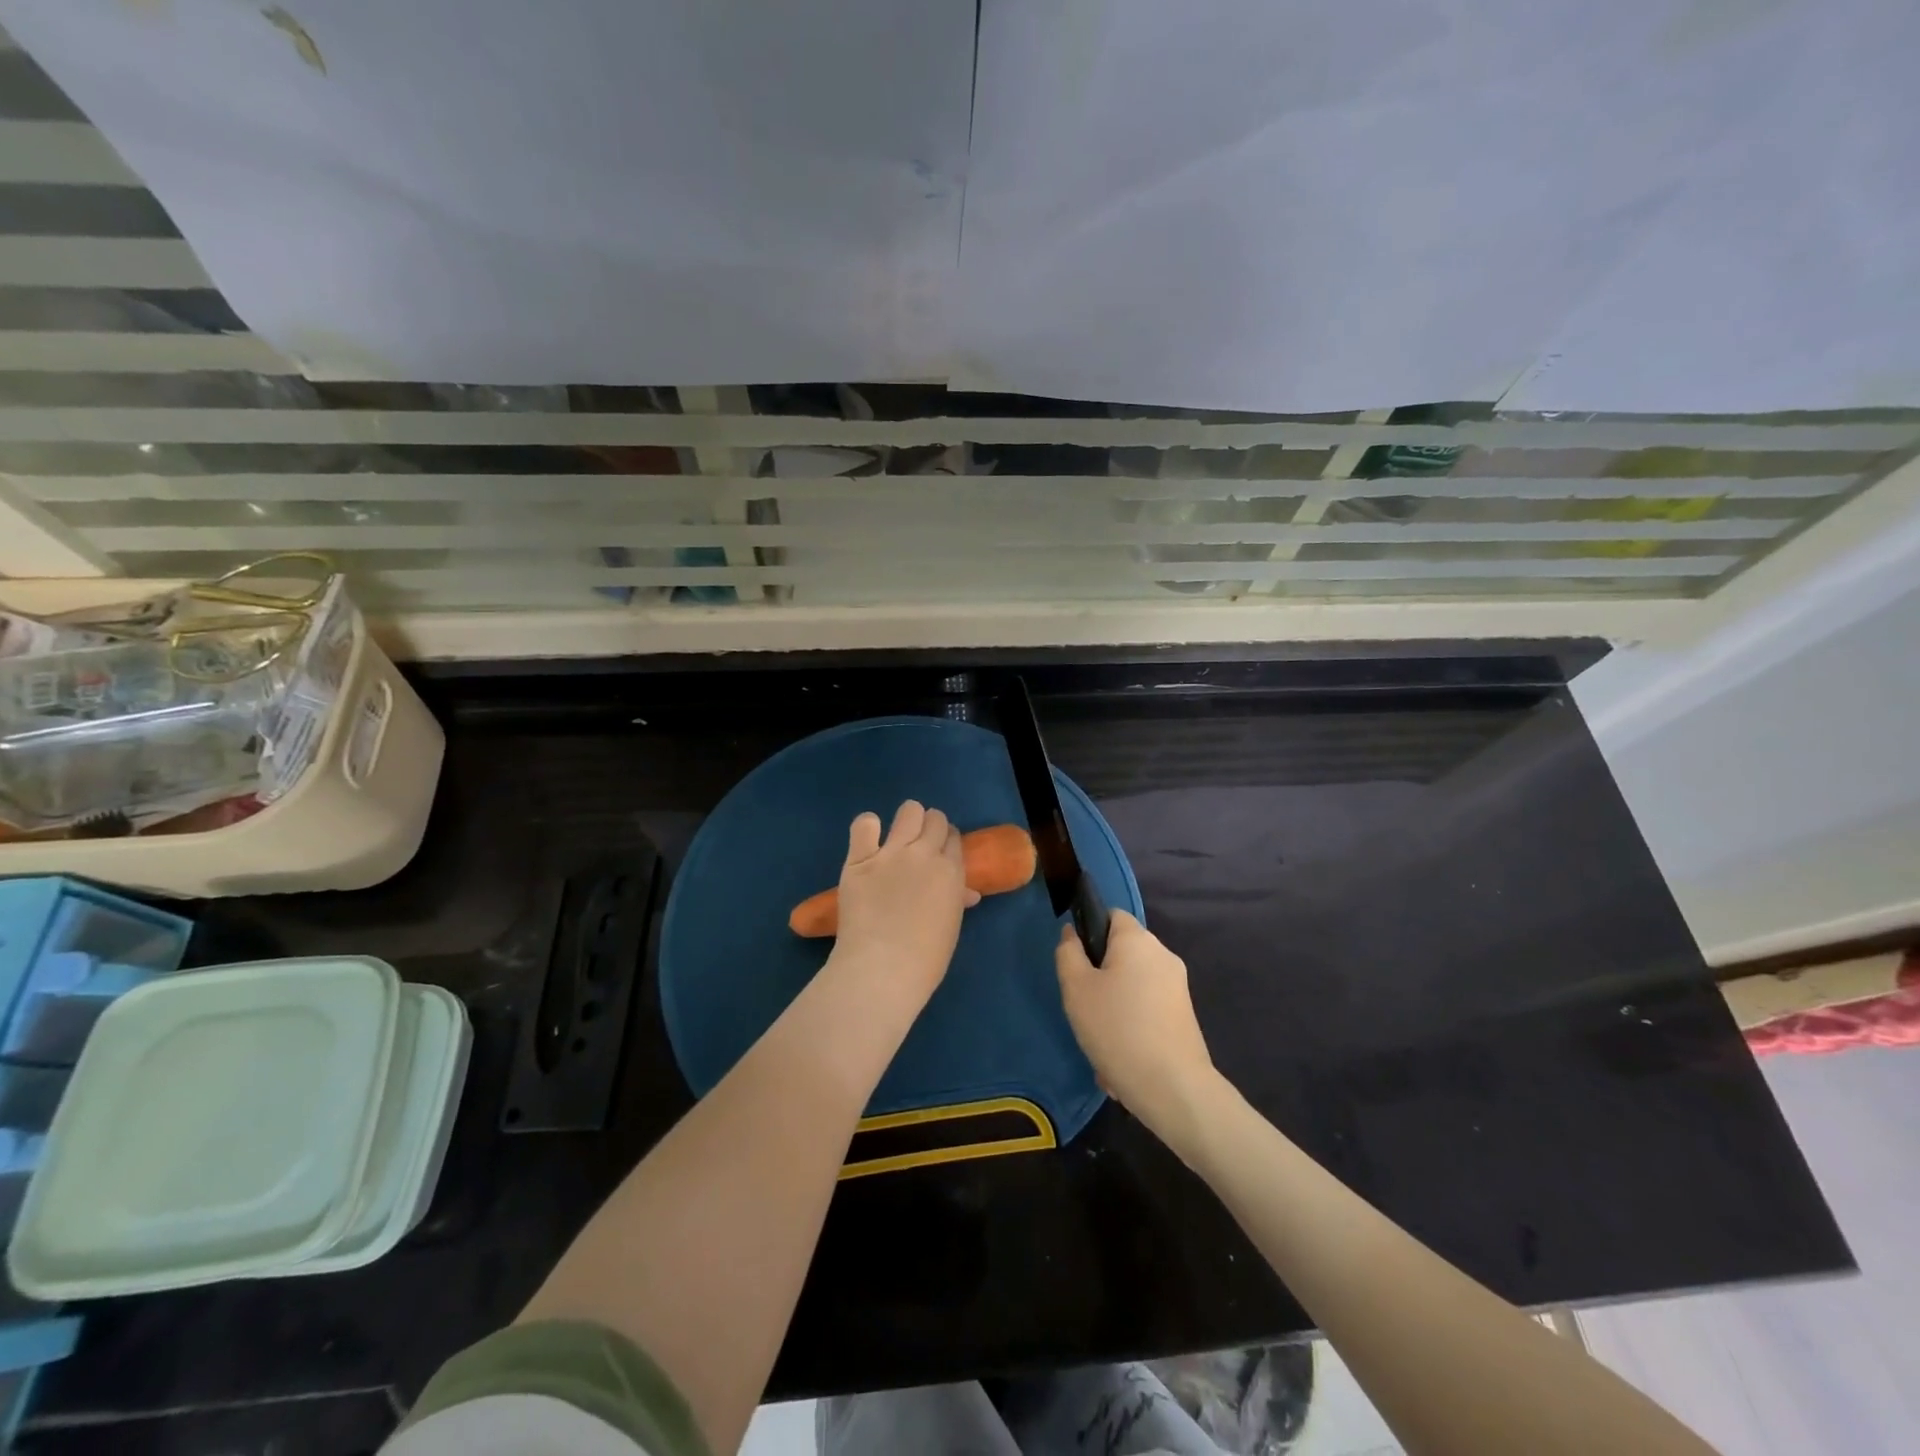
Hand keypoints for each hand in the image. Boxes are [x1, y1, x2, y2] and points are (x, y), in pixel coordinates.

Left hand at [829, 801, 978, 1007]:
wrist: (882, 969)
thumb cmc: (924, 960)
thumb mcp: (951, 927)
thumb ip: (956, 901)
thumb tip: (967, 893)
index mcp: (951, 871)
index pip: (954, 837)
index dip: (947, 842)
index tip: (939, 853)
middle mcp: (925, 853)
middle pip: (935, 818)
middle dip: (930, 827)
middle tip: (919, 845)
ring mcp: (891, 853)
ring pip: (909, 811)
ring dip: (907, 820)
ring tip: (897, 836)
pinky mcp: (859, 858)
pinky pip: (864, 824)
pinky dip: (868, 827)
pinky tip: (868, 840)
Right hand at [1056, 910, 1216, 1136]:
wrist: (1174, 1088)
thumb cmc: (1117, 1029)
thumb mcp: (1076, 989)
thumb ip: (1068, 954)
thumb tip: (1072, 934)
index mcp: (1138, 940)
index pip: (1111, 915)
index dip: (1090, 931)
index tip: (1076, 964)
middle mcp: (1163, 955)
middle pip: (1122, 954)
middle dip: (1100, 978)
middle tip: (1084, 1007)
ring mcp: (1178, 987)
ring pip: (1132, 987)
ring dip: (1113, 1009)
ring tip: (1101, 1043)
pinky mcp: (1185, 1016)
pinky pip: (1147, 1011)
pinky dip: (1132, 1027)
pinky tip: (1121, 1060)